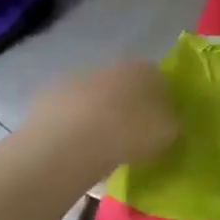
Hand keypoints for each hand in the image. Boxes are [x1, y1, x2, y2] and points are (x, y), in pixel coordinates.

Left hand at [22, 62, 179, 170]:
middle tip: (132, 137)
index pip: (160, 80)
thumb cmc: (130, 133)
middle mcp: (112, 67)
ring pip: (96, 99)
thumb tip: (168, 121)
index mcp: (145, 69)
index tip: (161, 125)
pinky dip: (74, 129)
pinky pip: (70, 115)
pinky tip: (78, 151)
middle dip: (128, 108)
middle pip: (125, 87)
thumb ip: (172, 123)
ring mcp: (77, 80)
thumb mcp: (169, 133)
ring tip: (103, 149)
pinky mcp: (47, 99)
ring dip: (100, 117)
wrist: (70, 142)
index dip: (162, 102)